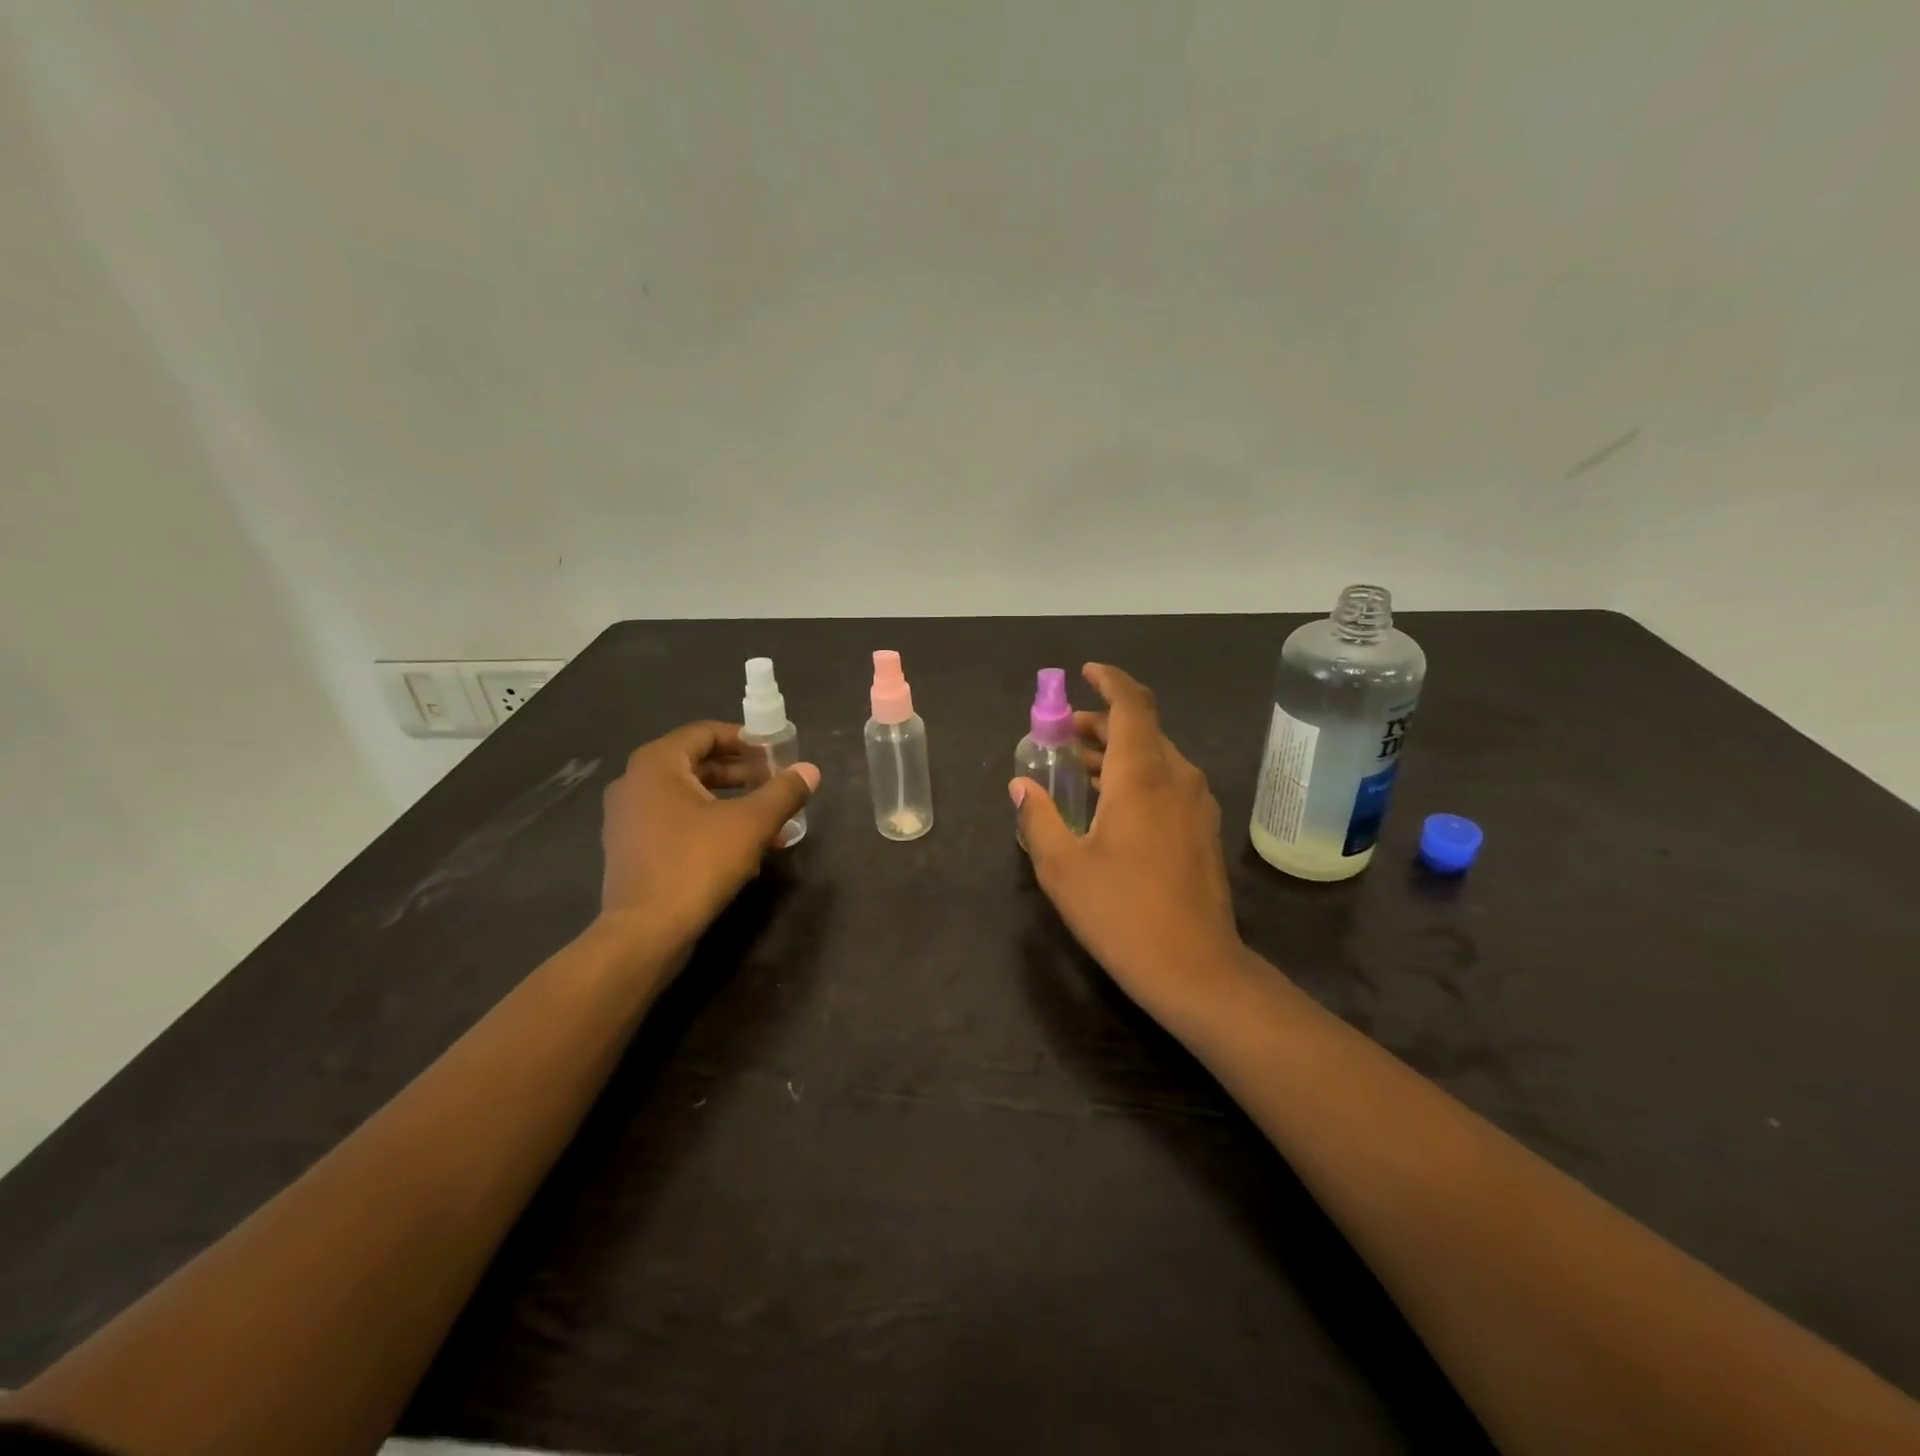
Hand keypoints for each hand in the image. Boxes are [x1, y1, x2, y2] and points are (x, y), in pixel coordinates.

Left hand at [600, 722, 818, 955]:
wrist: (645, 932)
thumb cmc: (697, 864)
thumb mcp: (751, 824)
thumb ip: (783, 792)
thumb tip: (810, 771)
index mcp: (656, 764)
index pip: (705, 732)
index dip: (744, 738)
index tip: (775, 753)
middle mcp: (634, 783)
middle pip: (696, 763)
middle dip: (741, 772)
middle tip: (775, 783)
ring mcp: (627, 818)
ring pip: (688, 796)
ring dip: (730, 801)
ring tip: (767, 818)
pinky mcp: (631, 849)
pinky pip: (676, 821)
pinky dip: (708, 824)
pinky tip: (741, 847)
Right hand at [1012, 664, 1248, 1025]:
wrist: (1195, 969)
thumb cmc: (1122, 913)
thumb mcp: (1062, 867)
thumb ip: (1038, 817)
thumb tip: (1022, 787)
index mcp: (1143, 775)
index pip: (1132, 705)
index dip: (1109, 681)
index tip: (1085, 673)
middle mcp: (1177, 778)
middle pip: (1142, 728)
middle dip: (1102, 722)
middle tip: (1062, 734)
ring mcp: (1197, 804)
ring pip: (1156, 756)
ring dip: (1117, 752)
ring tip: (1078, 766)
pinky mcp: (1203, 829)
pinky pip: (1168, 782)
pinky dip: (1136, 776)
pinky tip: (1110, 804)